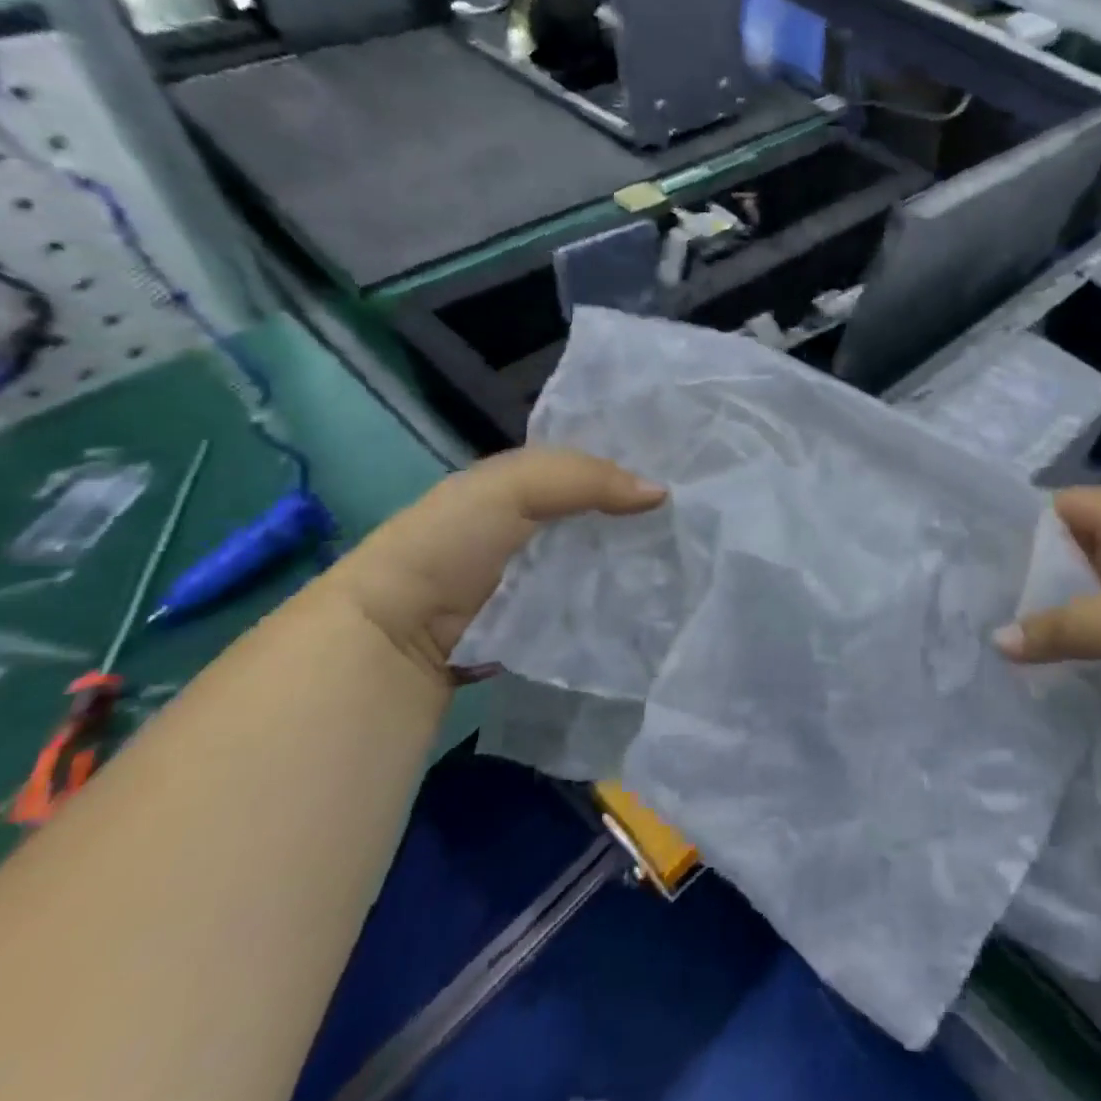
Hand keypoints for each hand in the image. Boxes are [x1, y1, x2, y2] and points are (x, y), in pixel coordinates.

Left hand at [315, 447, 665, 676]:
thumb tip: (663, 493)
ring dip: (641, 562)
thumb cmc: (452, 543)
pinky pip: (596, 605)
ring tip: (696, 560)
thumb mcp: (513, 487)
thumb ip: (586, 477)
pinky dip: (623, 602)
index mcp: (526, 486)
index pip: (595, 468)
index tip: (690, 474)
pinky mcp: (549, 621)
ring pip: (606, 561)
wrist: (397, 633)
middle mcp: (538, 529)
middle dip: (648, 518)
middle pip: (607, 516)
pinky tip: (662, 599)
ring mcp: (544, 578)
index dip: (637, 466)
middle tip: (703, 522)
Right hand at [995, 487, 1100, 725]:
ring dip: (1078, 612)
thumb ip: (1067, 629)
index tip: (986, 564)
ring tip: (1027, 642)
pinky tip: (1084, 666)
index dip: (1026, 528)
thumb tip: (996, 641)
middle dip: (1044, 577)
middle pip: (1084, 548)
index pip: (1066, 505)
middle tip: (995, 610)